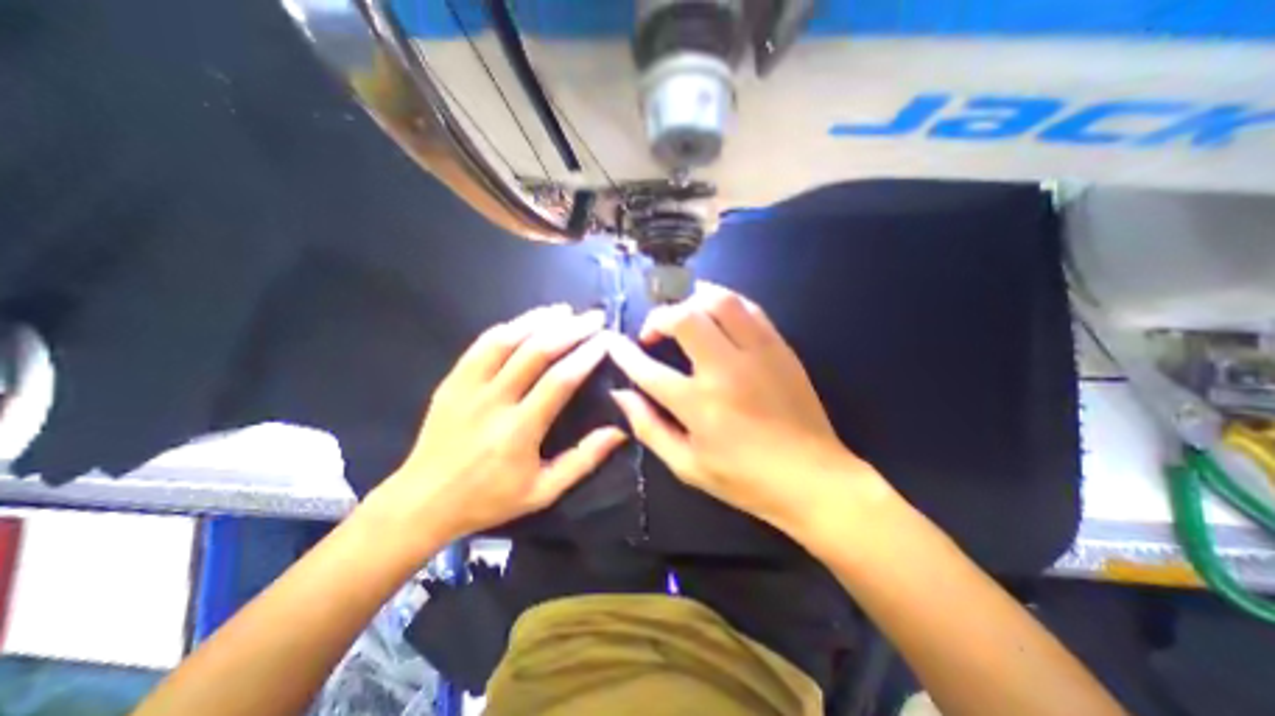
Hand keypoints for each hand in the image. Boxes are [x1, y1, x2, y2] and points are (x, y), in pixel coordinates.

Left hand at [370, 305, 625, 543]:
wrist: (422, 502)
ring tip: (565, 311)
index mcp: (518, 431)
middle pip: (535, 352)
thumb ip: (584, 460)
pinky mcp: (451, 382)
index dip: (585, 356)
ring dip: (538, 320)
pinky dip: (508, 328)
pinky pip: (481, 345)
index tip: (606, 340)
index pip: (559, 381)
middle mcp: (493, 402)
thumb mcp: (544, 491)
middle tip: (594, 317)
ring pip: (506, 340)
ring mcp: (467, 388)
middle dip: (570, 329)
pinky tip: (527, 322)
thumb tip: (620, 431)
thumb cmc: (489, 500)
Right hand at [604, 282, 889, 534]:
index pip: (648, 369)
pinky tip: (716, 314)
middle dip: (658, 317)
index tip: (613, 342)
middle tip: (653, 332)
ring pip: (719, 302)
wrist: (813, 478)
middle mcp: (725, 370)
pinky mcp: (779, 348)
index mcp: (699, 405)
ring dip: (691, 300)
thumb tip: (622, 395)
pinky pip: (749, 308)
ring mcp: (757, 354)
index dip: (624, 353)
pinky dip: (725, 303)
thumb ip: (649, 428)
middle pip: (684, 319)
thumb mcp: (687, 465)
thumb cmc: (745, 479)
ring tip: (682, 315)